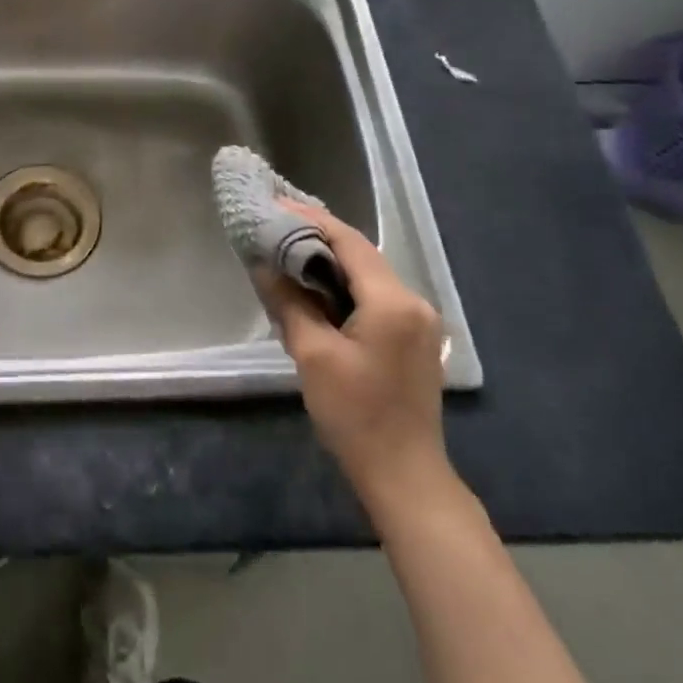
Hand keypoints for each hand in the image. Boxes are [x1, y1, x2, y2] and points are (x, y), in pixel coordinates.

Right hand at [266, 200, 452, 515]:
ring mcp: (419, 321)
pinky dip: (343, 284)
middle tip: (274, 225)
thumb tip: (263, 263)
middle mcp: (414, 302)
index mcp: (393, 301)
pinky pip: (374, 295)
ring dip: (330, 260)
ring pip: (367, 274)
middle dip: (317, 237)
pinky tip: (315, 286)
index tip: (273, 205)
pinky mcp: (414, 338)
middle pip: (360, 254)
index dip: (309, 220)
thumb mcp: (313, 355)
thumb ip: (289, 302)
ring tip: (287, 250)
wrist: (404, 477)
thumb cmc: (356, 415)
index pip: (348, 242)